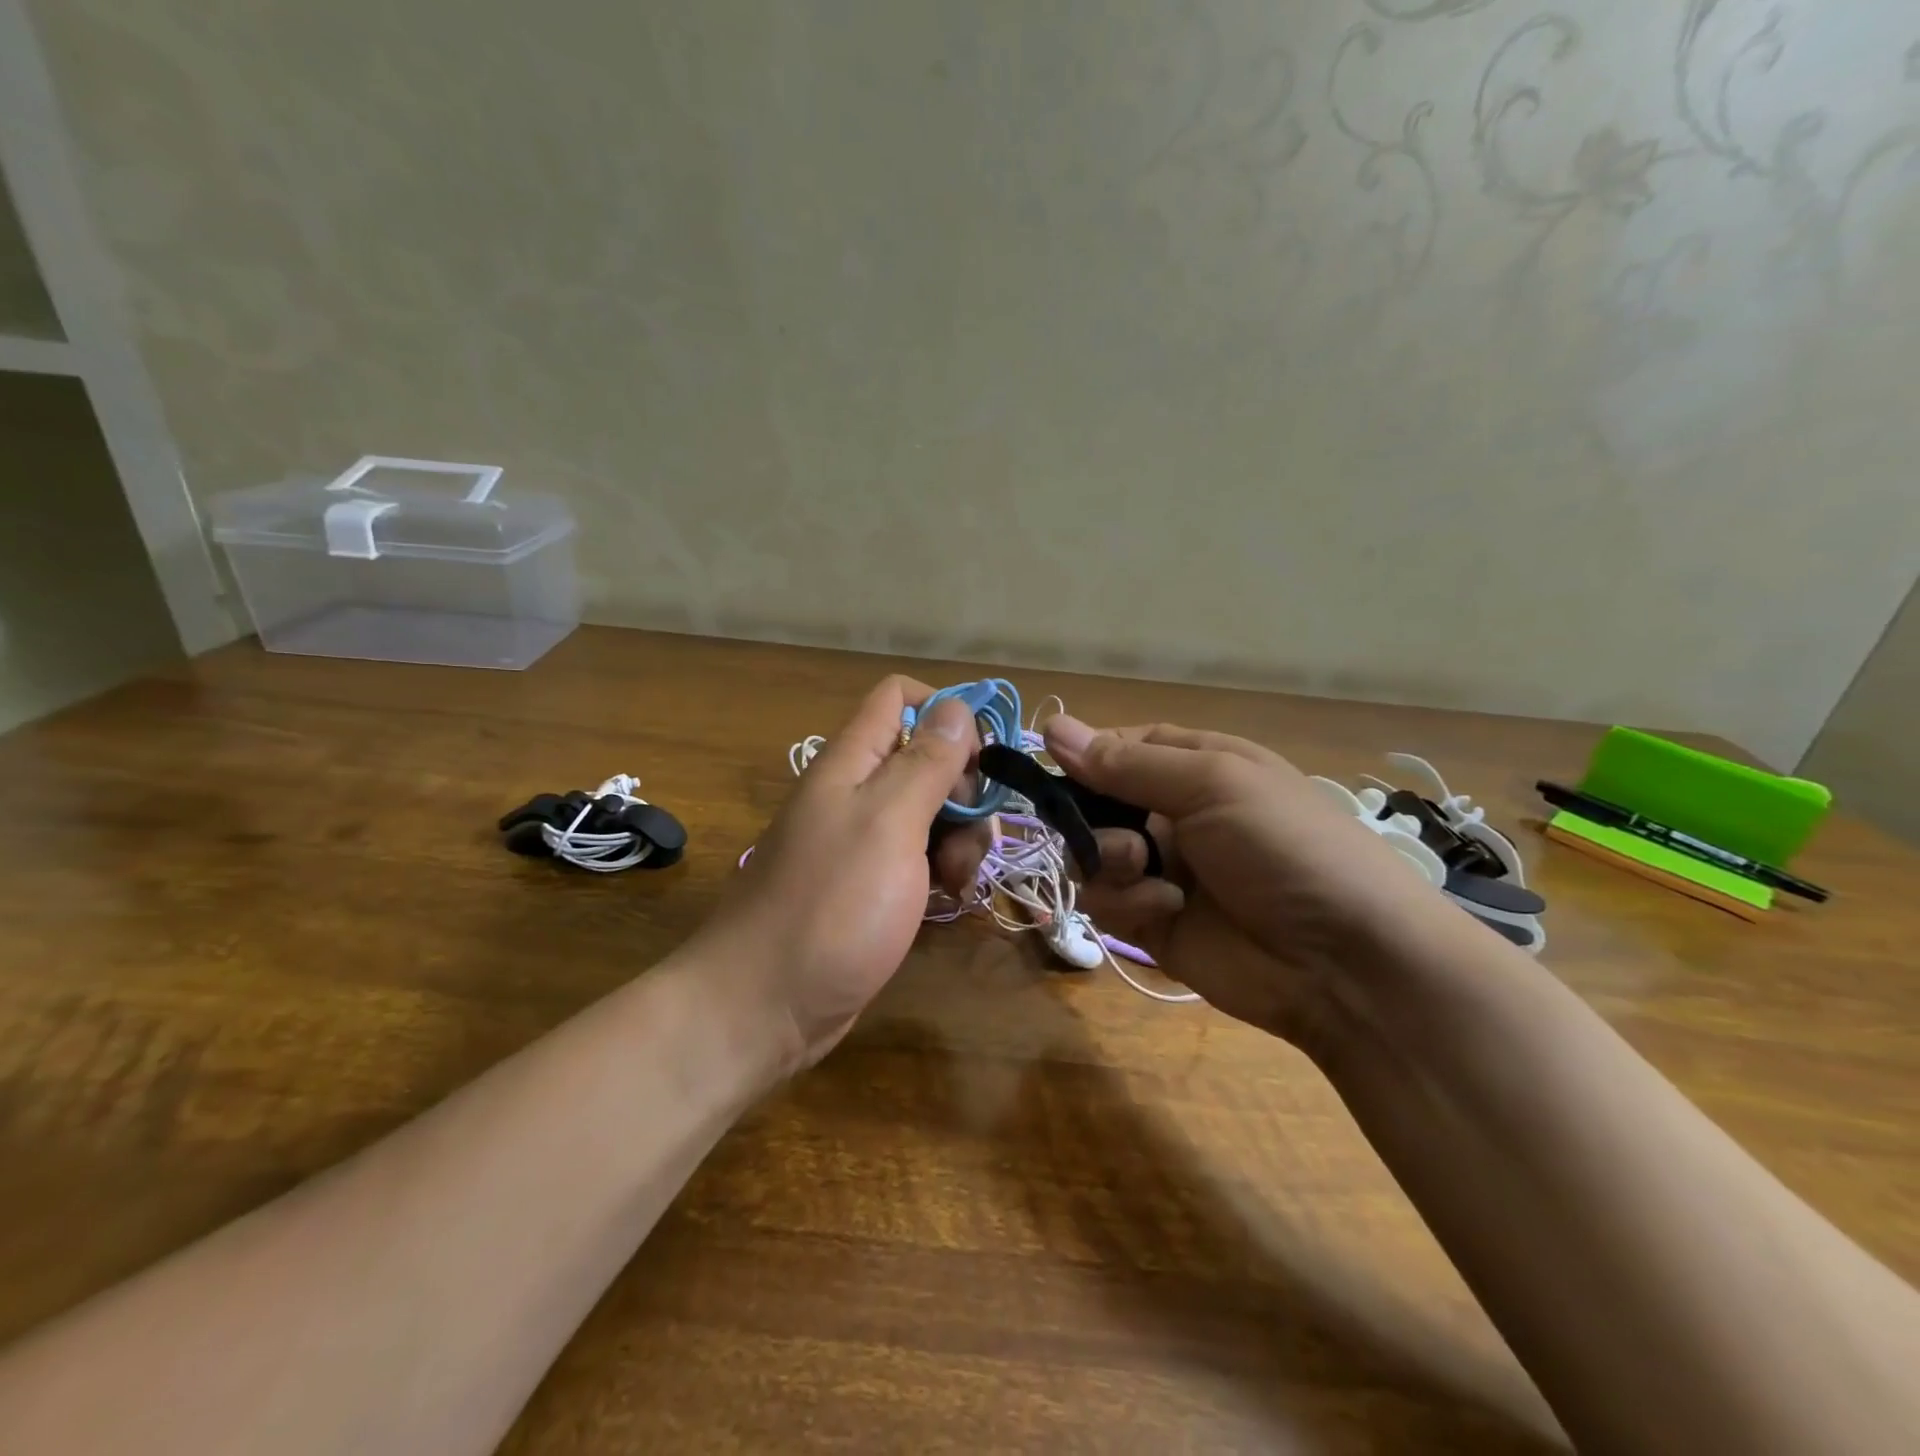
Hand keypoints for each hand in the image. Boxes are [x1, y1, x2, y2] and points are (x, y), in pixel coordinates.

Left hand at [698, 676, 983, 1072]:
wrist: (765, 1007)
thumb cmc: (830, 907)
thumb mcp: (888, 824)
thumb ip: (925, 763)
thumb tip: (958, 706)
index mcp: (851, 762)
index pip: (899, 698)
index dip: (946, 712)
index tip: (982, 757)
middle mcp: (857, 791)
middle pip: (927, 757)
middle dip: (964, 788)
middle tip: (971, 834)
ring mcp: (864, 840)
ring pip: (931, 810)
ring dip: (960, 836)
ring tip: (959, 879)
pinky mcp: (872, 884)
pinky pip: (921, 856)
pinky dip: (944, 869)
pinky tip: (950, 897)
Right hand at [1043, 716, 1447, 1048]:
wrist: (1346, 963)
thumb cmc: (1285, 847)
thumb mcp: (1213, 785)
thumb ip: (1126, 763)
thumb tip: (1051, 726)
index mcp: (1195, 767)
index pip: (1121, 748)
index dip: (1086, 755)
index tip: (1052, 766)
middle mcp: (1173, 814)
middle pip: (1095, 803)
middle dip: (1090, 817)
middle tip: (1111, 831)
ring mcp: (1162, 869)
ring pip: (1091, 853)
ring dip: (1109, 861)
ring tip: (1149, 874)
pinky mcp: (1153, 922)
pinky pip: (1106, 900)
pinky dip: (1127, 903)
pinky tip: (1167, 910)